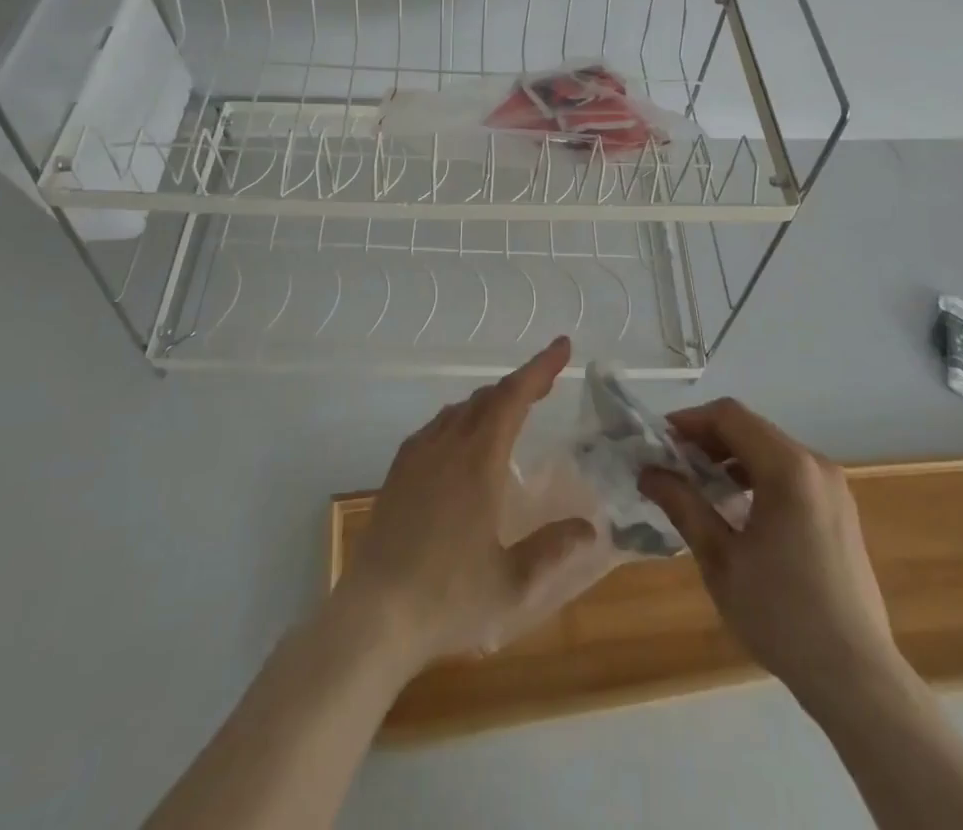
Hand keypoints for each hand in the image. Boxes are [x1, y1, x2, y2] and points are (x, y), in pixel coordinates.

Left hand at [339, 337, 595, 666]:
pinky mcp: (398, 472)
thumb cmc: (447, 598)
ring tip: (511, 409)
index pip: (514, 397)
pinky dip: (461, 419)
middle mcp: (448, 446)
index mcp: (479, 461)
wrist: (373, 617)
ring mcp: (418, 456)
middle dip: (521, 384)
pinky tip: (462, 440)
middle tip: (547, 383)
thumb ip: (552, 549)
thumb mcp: (511, 582)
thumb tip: (589, 527)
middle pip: (488, 397)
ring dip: (490, 401)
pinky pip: (436, 427)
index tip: (562, 346)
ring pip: (460, 409)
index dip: (539, 367)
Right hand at [639, 398, 902, 707]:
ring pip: (771, 450)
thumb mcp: (720, 559)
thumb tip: (648, 471)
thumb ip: (683, 505)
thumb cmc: (781, 614)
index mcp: (788, 468)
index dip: (690, 421)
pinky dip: (758, 476)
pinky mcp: (841, 510)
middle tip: (673, 466)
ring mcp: (834, 487)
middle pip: (752, 429)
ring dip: (732, 459)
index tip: (659, 443)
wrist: (856, 677)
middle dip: (708, 441)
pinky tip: (739, 510)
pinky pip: (791, 474)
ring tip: (700, 488)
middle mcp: (816, 464)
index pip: (730, 416)